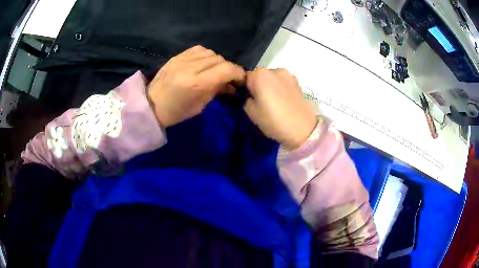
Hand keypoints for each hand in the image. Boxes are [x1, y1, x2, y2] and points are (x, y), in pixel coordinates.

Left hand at [148, 45, 244, 127]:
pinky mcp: (177, 56)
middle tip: (227, 78)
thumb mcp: (200, 106)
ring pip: (210, 52)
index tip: (240, 79)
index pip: (226, 69)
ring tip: (214, 70)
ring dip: (217, 61)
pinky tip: (204, 63)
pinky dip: (206, 55)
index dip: (238, 73)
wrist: (151, 105)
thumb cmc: (176, 112)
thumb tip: (231, 84)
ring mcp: (182, 59)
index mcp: (197, 84)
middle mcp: (191, 67)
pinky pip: (198, 49)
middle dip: (228, 68)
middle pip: (220, 59)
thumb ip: (217, 91)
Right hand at [244, 68, 316, 149]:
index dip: (245, 90)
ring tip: (274, 103)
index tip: (248, 101)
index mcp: (259, 74)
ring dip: (270, 87)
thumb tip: (249, 96)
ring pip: (272, 79)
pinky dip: (281, 89)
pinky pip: (283, 83)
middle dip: (258, 86)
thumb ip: (245, 99)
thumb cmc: (273, 120)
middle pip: (260, 76)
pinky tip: (284, 102)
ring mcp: (288, 75)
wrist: (302, 129)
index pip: (245, 78)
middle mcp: (274, 70)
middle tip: (261, 103)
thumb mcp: (251, 112)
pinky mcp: (298, 82)